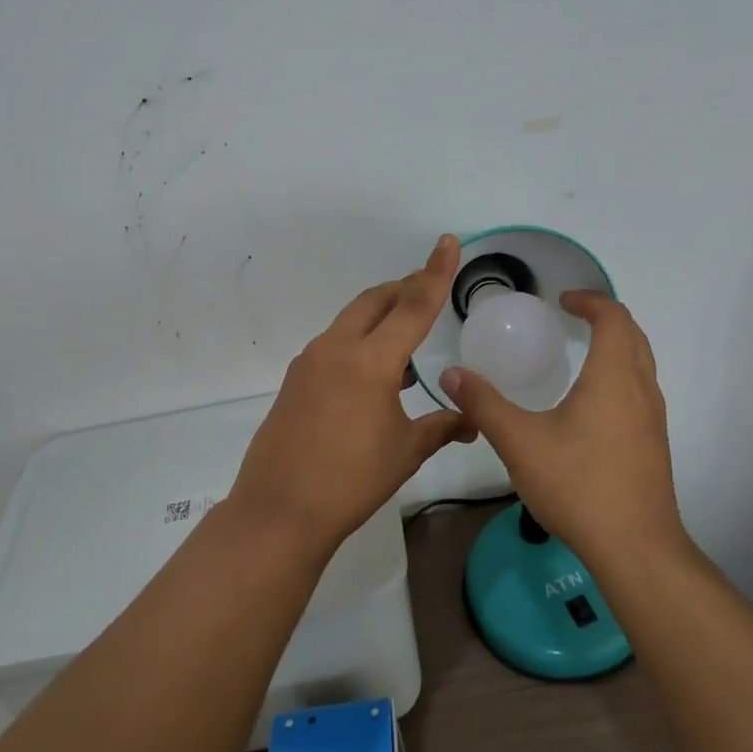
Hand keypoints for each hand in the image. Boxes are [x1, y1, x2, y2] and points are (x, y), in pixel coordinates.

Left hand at [228, 235, 477, 553]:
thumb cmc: (351, 480)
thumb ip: (442, 427)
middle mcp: (336, 348)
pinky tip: (374, 374)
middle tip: (428, 288)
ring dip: (380, 317)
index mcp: (370, 360)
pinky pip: (334, 344)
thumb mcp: (405, 451)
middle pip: (375, 301)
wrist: (280, 510)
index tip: (448, 241)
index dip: (435, 272)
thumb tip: (473, 421)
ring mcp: (310, 362)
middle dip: (404, 288)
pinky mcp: (295, 379)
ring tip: (406, 338)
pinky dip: (359, 342)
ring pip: (351, 320)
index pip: (413, 306)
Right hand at [440, 292, 683, 565]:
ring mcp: (653, 418)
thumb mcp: (519, 441)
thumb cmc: (578, 485)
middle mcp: (641, 389)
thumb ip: (484, 404)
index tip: (560, 300)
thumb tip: (451, 373)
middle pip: (634, 334)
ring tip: (580, 352)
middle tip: (570, 317)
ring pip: (641, 363)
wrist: (635, 548)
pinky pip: (640, 389)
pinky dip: (620, 374)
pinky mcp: (654, 443)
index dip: (589, 300)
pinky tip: (590, 403)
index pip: (613, 317)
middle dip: (604, 317)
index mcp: (613, 376)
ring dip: (616, 345)